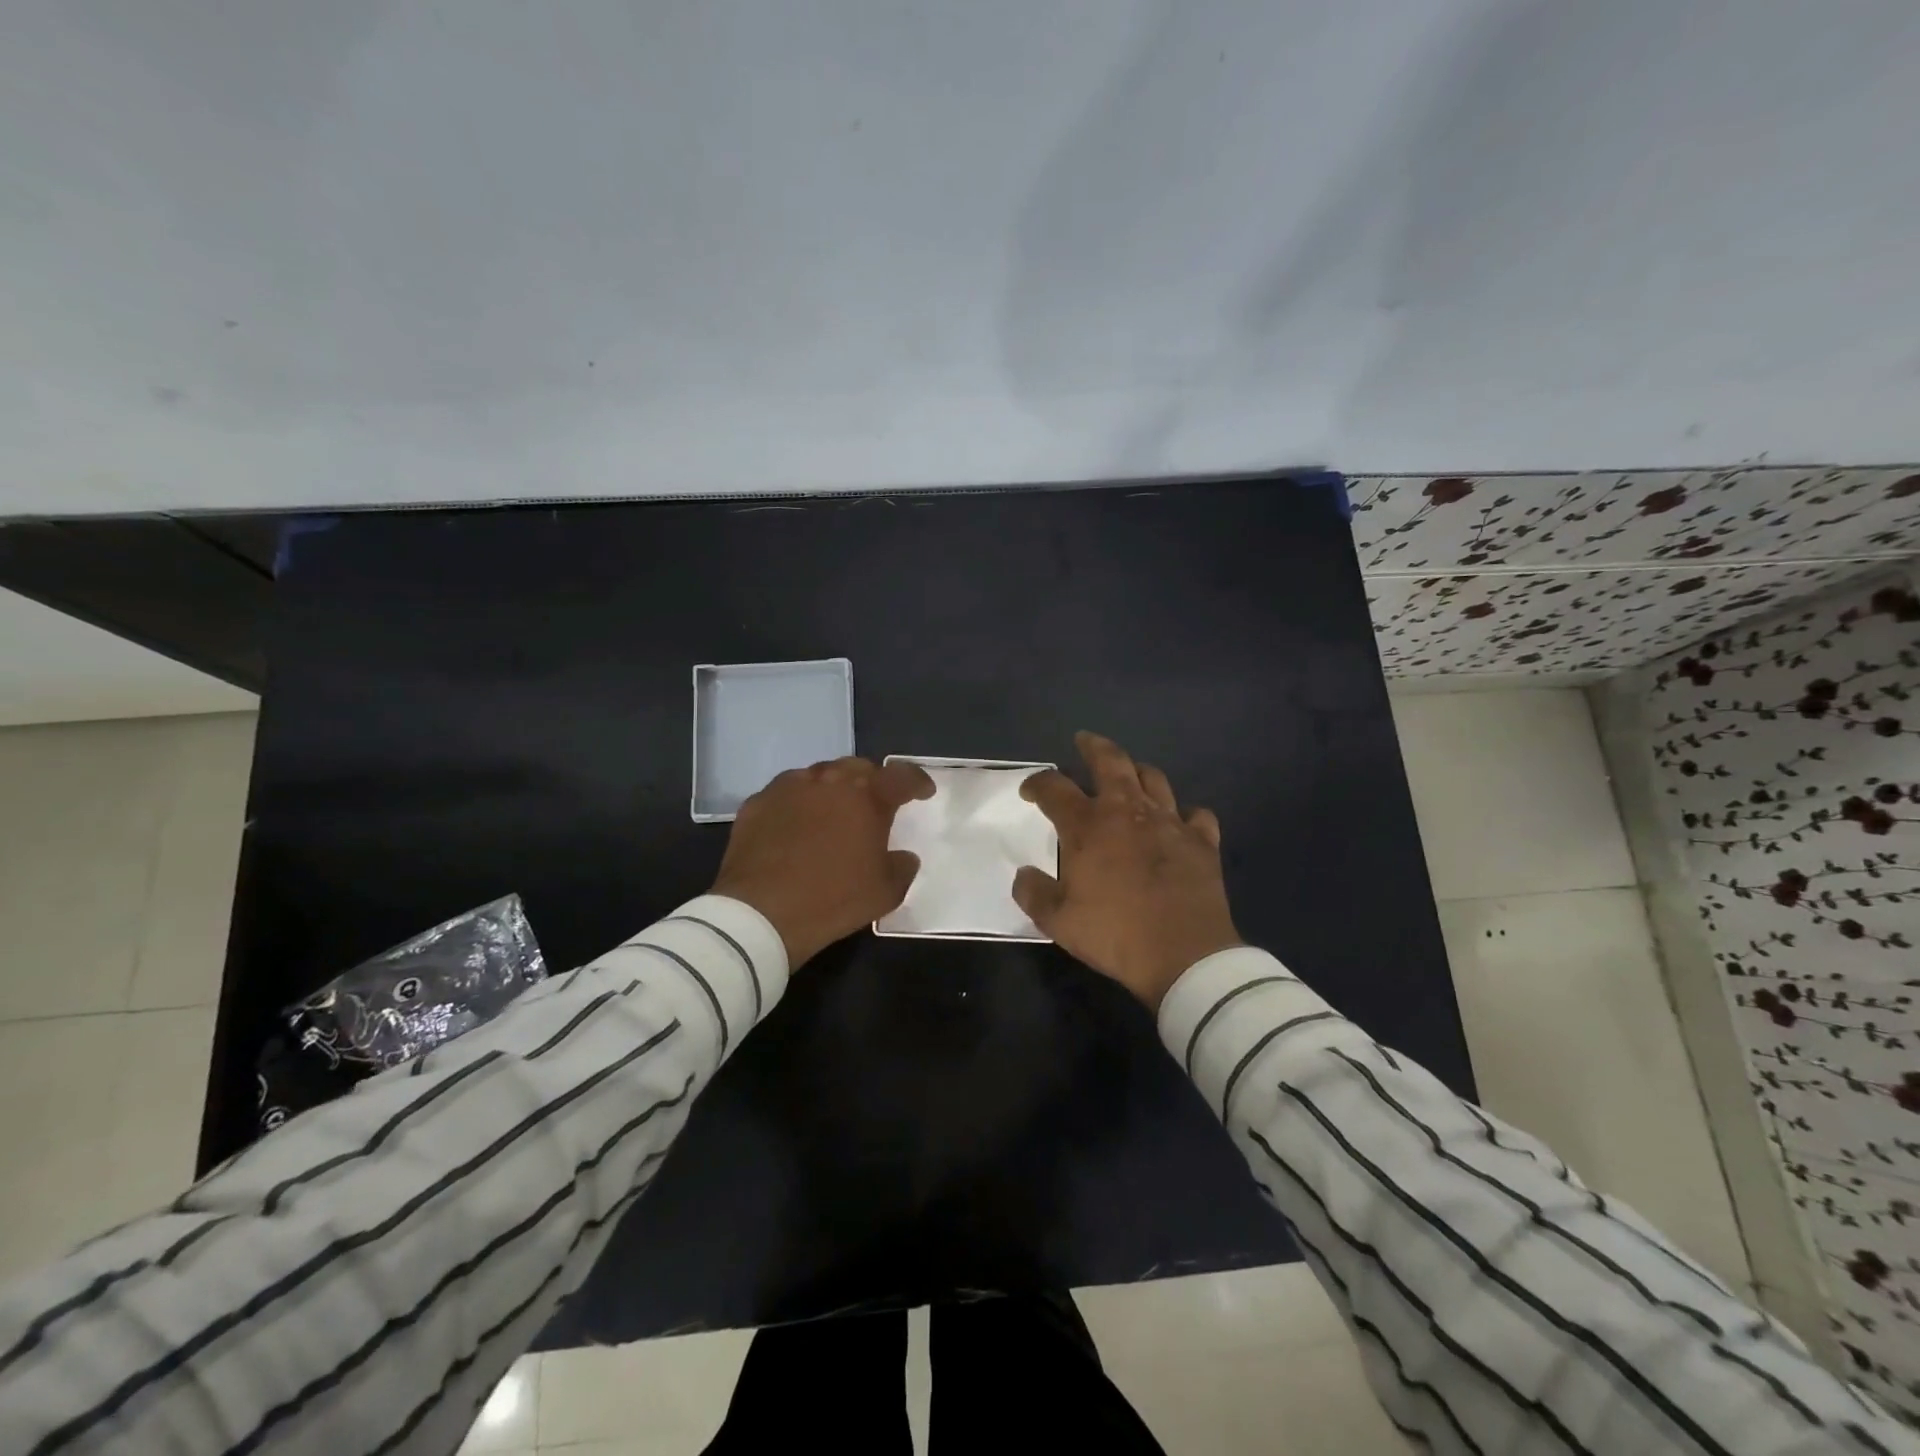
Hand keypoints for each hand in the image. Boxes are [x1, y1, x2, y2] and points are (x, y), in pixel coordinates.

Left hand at [712, 756, 934, 967]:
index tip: (923, 792)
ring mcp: (788, 787)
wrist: (760, 914)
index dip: (917, 782)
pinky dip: (798, 804)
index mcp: (867, 797)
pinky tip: (795, 827)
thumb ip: (902, 867)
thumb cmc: (833, 900)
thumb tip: (903, 856)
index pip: (901, 776)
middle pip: (858, 768)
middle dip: (872, 781)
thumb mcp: (885, 892)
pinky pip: (785, 794)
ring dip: (832, 789)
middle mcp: (829, 780)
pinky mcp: (757, 803)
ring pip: (819, 775)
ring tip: (833, 812)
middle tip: (875, 804)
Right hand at [1014, 731, 1241, 1009]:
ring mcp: (1169, 822)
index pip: (1054, 788)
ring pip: (1153, 779)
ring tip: (1129, 774)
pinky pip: (1196, 815)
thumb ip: (1033, 893)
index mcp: (1088, 826)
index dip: (1037, 784)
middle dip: (1093, 746)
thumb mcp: (1057, 922)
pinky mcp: (1202, 841)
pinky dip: (1185, 813)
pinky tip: (1180, 821)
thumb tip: (1023, 874)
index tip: (1029, 791)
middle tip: (1084, 740)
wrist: (1185, 956)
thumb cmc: (1115, 934)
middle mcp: (1128, 812)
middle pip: (1110, 761)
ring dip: (1137, 771)